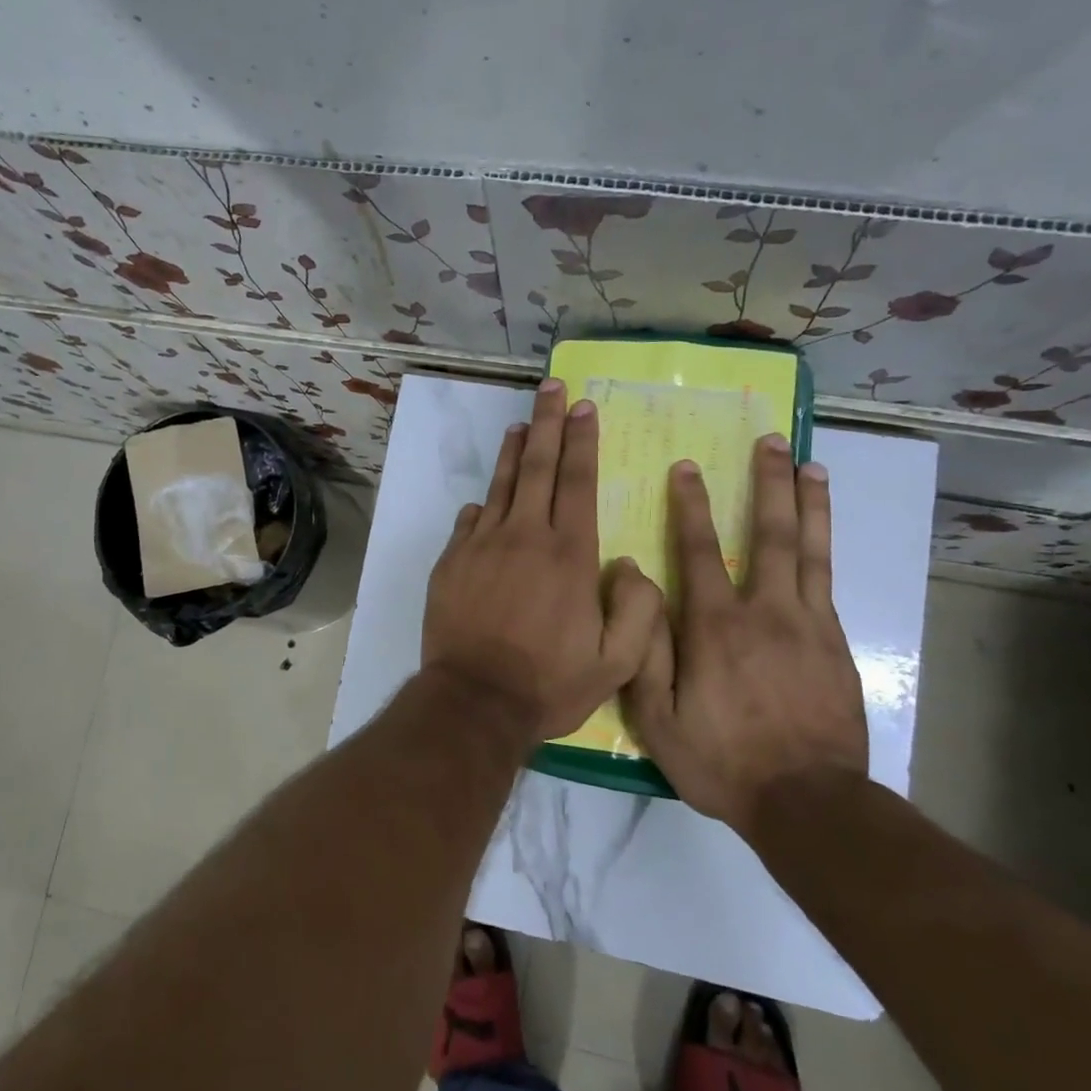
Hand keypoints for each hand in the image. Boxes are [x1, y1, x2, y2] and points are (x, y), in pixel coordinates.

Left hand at [423, 380, 663, 742]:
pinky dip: (482, 504)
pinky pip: (470, 521)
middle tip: (552, 388)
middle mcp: (526, 537)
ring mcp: (483, 546)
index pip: (578, 482)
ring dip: (512, 451)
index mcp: (570, 554)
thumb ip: (638, 611)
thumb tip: (629, 565)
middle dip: (547, 423)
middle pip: (538, 467)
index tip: (584, 407)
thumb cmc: (549, 684)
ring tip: (520, 424)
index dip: (582, 441)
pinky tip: (485, 498)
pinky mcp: (452, 562)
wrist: (475, 702)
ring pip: (500, 486)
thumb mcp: (617, 663)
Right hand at [624, 433, 868, 824]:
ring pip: (810, 550)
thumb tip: (632, 584)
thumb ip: (643, 649)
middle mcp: (766, 612)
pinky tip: (823, 532)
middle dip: (768, 483)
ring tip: (811, 465)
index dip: (692, 506)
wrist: (808, 803)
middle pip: (770, 534)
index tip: (688, 467)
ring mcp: (809, 625)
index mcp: (716, 627)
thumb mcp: (659, 719)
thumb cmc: (723, 761)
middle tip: (771, 441)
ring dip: (809, 503)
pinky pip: (829, 583)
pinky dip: (826, 547)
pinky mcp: (837, 645)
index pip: (700, 551)